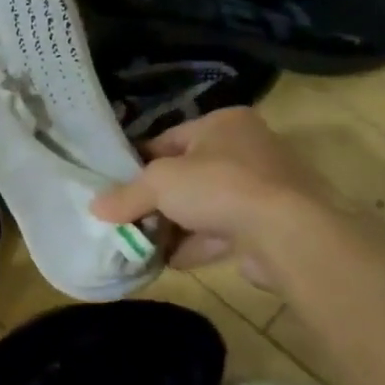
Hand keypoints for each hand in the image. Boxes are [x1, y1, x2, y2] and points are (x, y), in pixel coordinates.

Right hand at [92, 108, 323, 287]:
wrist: (288, 233)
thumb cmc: (219, 187)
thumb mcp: (158, 184)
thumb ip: (126, 195)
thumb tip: (95, 208)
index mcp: (224, 124)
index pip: (170, 139)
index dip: (139, 162)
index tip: (116, 184)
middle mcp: (248, 149)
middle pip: (188, 174)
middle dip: (158, 199)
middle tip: (128, 217)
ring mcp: (264, 188)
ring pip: (206, 205)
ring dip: (176, 225)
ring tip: (144, 243)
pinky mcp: (271, 224)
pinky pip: (224, 231)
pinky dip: (198, 244)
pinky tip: (171, 260)